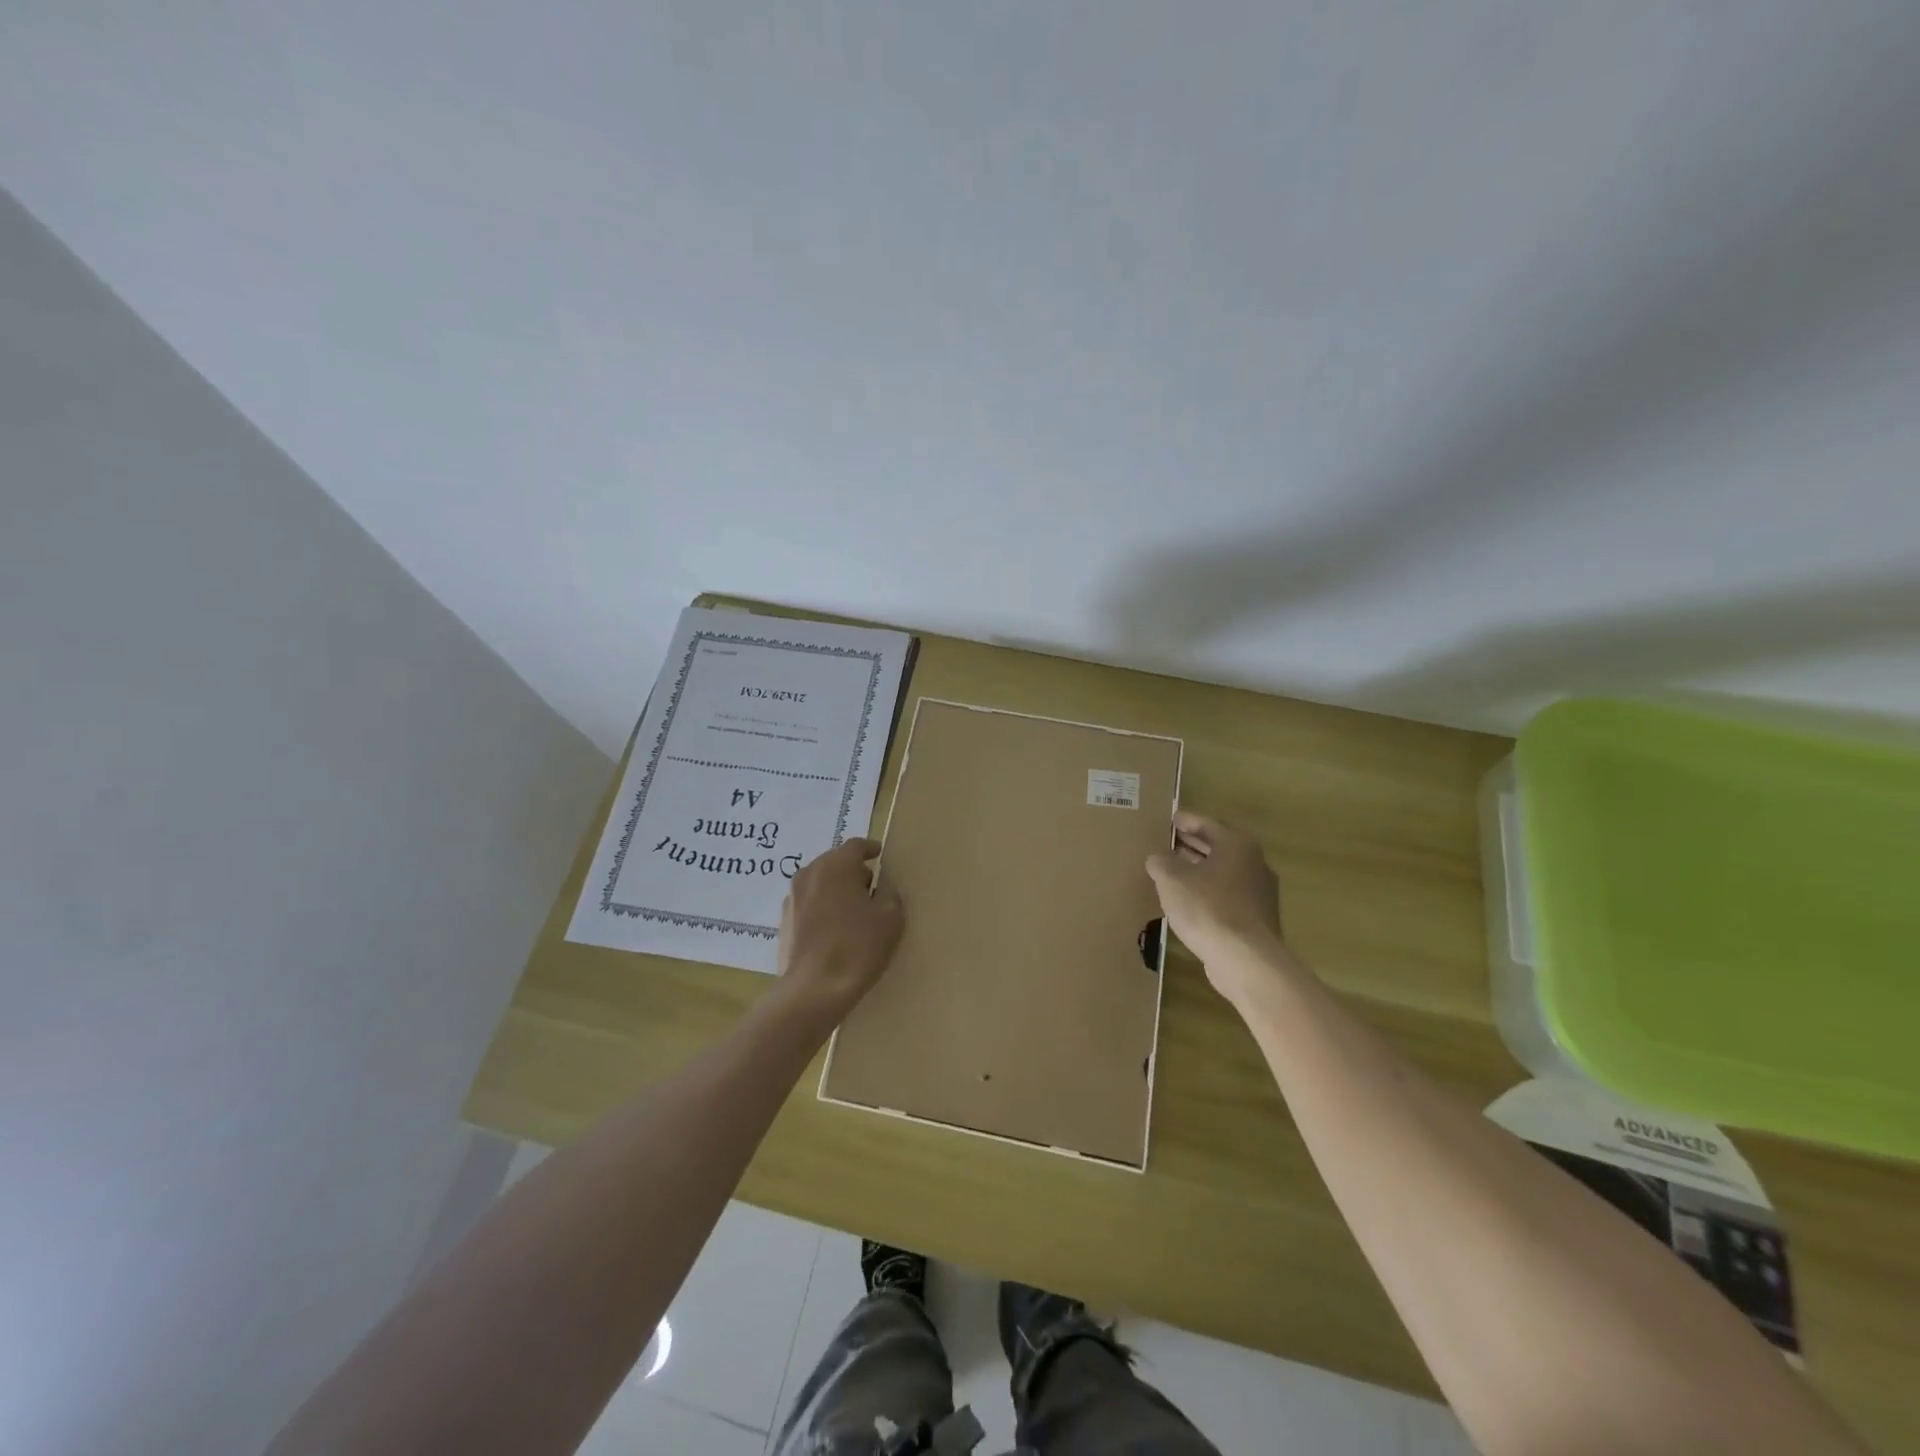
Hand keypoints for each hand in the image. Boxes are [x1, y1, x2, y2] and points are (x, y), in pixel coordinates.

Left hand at [775, 837, 904, 1025]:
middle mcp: (809, 873)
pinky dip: (822, 909)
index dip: (871, 849)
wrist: (813, 990)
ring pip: (820, 883)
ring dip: (836, 890)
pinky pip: (808, 905)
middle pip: (835, 862)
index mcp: (836, 865)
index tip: (881, 856)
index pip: (856, 846)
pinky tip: (834, 931)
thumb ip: (890, 895)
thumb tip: (883, 890)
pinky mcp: (783, 922)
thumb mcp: (891, 918)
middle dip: (853, 871)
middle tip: (872, 888)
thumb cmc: (857, 947)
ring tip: (853, 912)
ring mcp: (792, 898)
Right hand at [1146, 811, 1284, 999]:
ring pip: (1223, 873)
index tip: (1170, 819)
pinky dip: (1207, 892)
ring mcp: (1259, 893)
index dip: (1185, 821)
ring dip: (1199, 870)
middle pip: (1218, 847)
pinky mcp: (1256, 919)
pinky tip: (1188, 902)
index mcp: (1236, 845)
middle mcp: (1254, 863)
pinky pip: (1226, 895)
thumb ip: (1161, 862)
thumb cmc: (1208, 908)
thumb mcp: (1172, 879)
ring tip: (1173, 871)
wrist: (1246, 960)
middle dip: (1192, 845)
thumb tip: (1158, 858)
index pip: (1207, 824)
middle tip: (1168, 842)